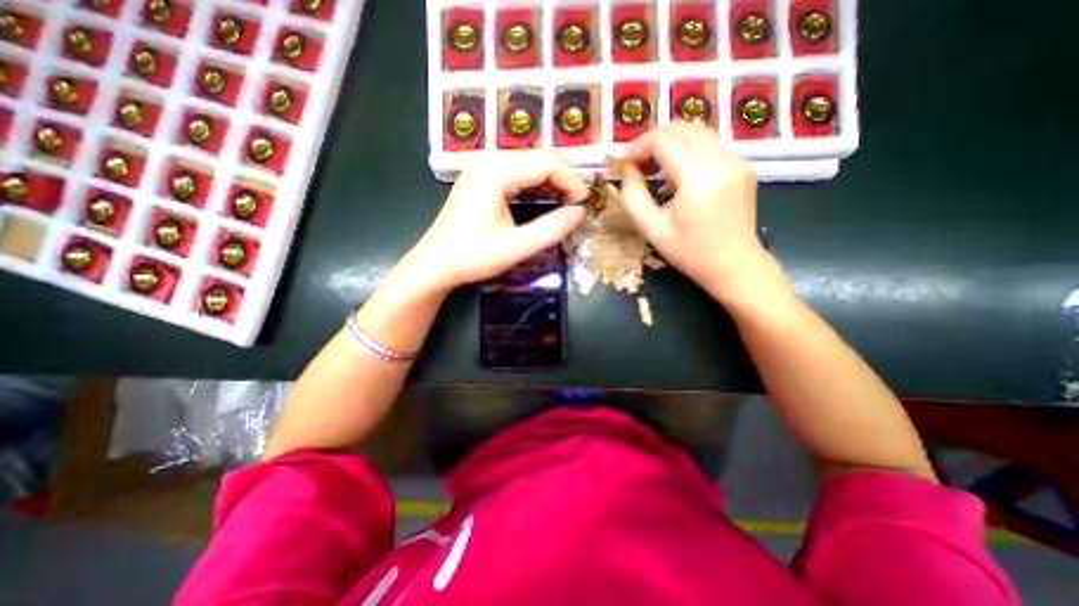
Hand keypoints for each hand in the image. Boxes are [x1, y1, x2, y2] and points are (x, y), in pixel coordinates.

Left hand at [407, 151, 589, 294]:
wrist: (435, 264)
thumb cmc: (472, 257)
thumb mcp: (516, 247)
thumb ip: (551, 229)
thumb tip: (581, 213)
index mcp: (495, 172)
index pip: (546, 162)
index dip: (571, 180)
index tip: (583, 204)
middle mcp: (488, 161)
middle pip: (538, 158)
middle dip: (563, 180)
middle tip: (576, 206)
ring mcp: (482, 168)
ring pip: (528, 164)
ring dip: (550, 182)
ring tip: (564, 204)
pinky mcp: (480, 178)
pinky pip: (516, 173)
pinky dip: (534, 185)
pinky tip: (542, 200)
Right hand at [620, 122, 788, 304]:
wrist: (734, 266)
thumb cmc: (690, 253)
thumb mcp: (652, 230)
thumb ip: (633, 197)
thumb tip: (628, 171)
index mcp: (699, 180)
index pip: (664, 141)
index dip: (639, 146)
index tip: (624, 163)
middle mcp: (722, 162)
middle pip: (682, 129)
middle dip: (653, 141)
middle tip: (637, 164)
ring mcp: (737, 162)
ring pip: (698, 132)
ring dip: (670, 143)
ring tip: (653, 166)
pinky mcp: (742, 167)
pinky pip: (710, 145)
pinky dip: (687, 150)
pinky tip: (676, 173)